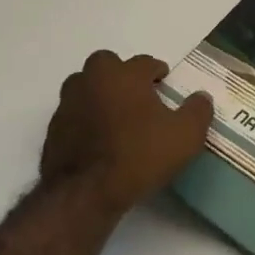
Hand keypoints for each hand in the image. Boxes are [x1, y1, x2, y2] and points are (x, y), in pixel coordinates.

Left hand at [40, 51, 212, 213]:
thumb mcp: (186, 135)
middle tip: (137, 94)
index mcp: (124, 75)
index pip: (144, 62)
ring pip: (85, 87)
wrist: (86, 193)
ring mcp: (67, 105)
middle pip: (106, 64)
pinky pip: (74, 115)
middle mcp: (92, 81)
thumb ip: (198, 111)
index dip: (157, 71)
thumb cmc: (140, 155)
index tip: (165, 83)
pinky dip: (86, 119)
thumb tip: (201, 97)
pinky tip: (99, 140)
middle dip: (121, 73)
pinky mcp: (53, 130)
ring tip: (117, 116)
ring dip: (100, 94)